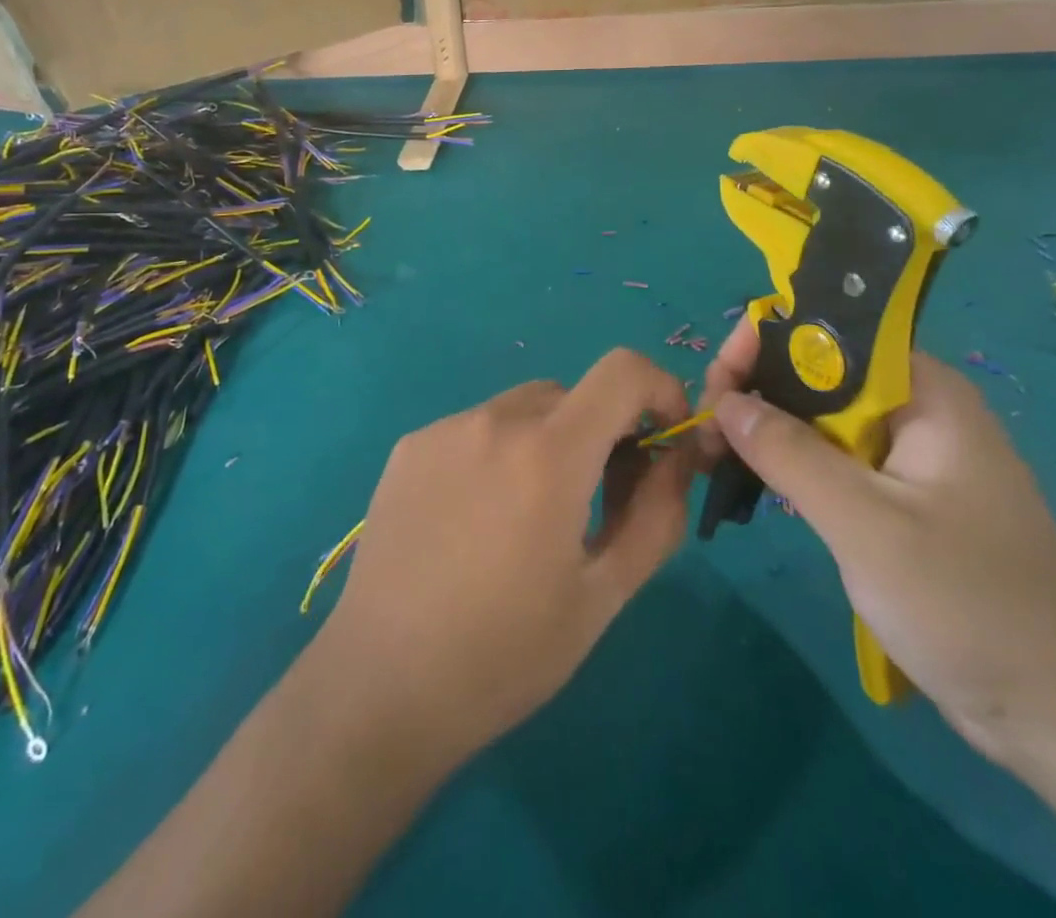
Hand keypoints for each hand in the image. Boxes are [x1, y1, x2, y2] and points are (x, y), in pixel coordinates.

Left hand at [318, 349, 696, 765]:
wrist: (381, 686)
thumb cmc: (506, 653)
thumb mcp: (603, 595)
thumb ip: (655, 514)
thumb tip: (674, 457)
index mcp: (549, 453)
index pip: (622, 370)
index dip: (658, 389)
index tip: (659, 440)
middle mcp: (494, 420)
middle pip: (573, 396)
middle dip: (602, 433)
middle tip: (597, 502)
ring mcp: (444, 429)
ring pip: (523, 410)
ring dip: (547, 442)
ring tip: (528, 518)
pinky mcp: (408, 447)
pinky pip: (475, 428)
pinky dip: (497, 452)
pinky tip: (474, 519)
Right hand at [701, 322, 1055, 762]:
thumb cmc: (968, 605)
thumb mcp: (866, 524)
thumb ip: (790, 454)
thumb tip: (725, 400)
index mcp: (925, 392)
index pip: (829, 337)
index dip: (765, 346)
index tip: (717, 386)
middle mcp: (917, 409)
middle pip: (819, 374)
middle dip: (757, 392)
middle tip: (706, 434)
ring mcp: (911, 455)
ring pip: (822, 419)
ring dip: (768, 431)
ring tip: (716, 457)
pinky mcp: (903, 498)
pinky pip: (835, 459)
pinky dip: (793, 465)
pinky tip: (758, 483)